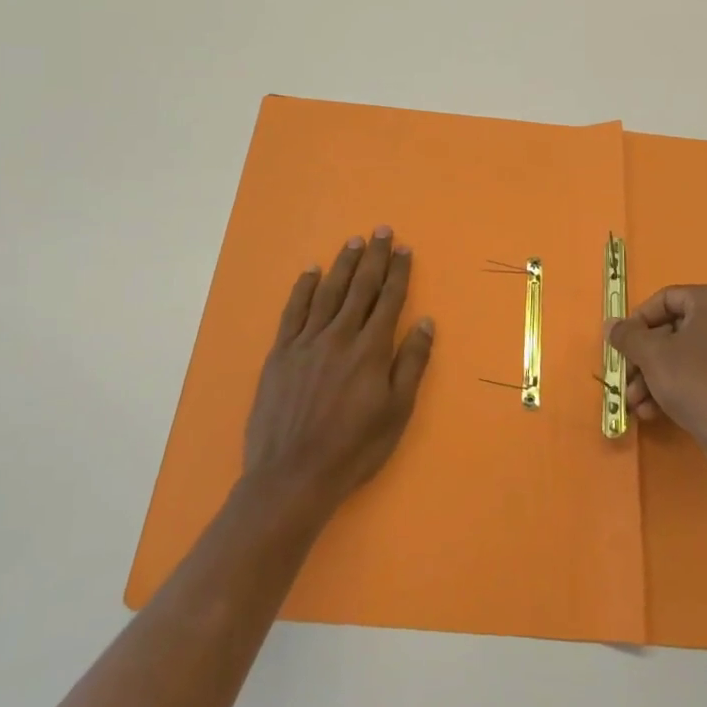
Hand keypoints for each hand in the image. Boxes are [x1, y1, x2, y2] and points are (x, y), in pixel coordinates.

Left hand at [241, 228, 434, 518]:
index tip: (404, 249)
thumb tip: (426, 322)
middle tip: (381, 231)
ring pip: (328, 292)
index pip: (389, 300)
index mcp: (370, 350)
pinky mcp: (280, 353)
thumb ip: (411, 363)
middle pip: (360, 287)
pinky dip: (302, 288)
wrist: (292, 475)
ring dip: (342, 264)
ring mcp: (306, 342)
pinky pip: (293, 311)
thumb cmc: (353, 448)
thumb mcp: (396, 412)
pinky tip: (310, 271)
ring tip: (353, 242)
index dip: (398, 272)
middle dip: (374, 257)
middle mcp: (339, 336)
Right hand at [606, 284, 706, 476]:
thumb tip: (611, 324)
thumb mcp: (652, 355)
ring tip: (634, 402)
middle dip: (643, 358)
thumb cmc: (695, 382)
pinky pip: (699, 371)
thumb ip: (627, 335)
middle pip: (672, 330)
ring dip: (653, 376)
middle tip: (624, 377)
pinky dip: (674, 386)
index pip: (665, 299)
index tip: (621, 344)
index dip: (637, 321)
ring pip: (683, 354)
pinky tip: (652, 412)